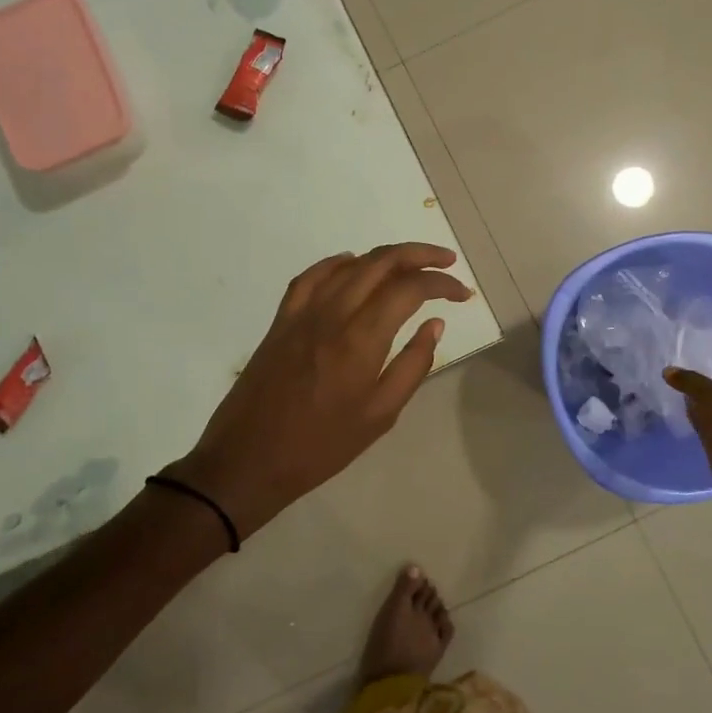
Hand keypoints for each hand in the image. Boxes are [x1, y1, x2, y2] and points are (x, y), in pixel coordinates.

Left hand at [168, 243, 473, 537]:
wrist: (249, 458)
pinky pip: (311, 276)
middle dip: (419, 254)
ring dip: (384, 257)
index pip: (409, 289)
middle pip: (380, 262)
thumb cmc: (321, 446)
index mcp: (361, 339)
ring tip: (410, 264)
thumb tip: (434, 324)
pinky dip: (337, 263)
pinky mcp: (281, 319)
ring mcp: (302, 312)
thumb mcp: (380, 415)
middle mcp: (332, 313)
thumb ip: (413, 365)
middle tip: (446, 263)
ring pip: (349, 264)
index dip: (441, 283)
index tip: (462, 294)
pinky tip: (352, 264)